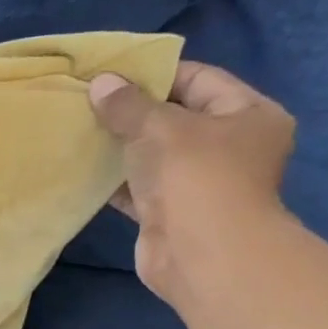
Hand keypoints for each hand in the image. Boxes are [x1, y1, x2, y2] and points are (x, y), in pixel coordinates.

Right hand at [88, 61, 296, 308]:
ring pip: (153, 154)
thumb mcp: (160, 127)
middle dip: (131, 111)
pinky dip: (114, 178)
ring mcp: (200, 182)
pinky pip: (138, 186)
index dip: (155, 73)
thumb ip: (127, 104)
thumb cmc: (196, 177)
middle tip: (88, 100)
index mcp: (248, 115)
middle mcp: (230, 146)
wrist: (202, 255)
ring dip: (119, 145)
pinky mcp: (170, 212)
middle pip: (174, 117)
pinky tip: (83, 167)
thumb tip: (100, 83)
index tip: (112, 73)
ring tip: (79, 130)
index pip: (199, 79)